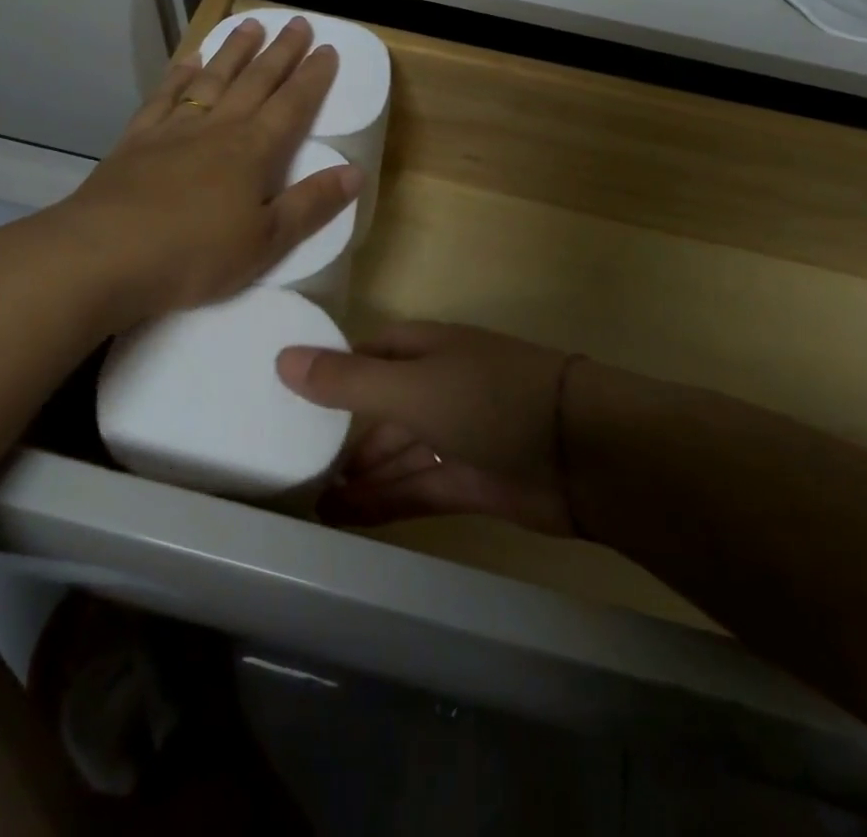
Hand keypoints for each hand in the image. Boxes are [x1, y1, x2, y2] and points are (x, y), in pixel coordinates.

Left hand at [38, 17, 360, 329]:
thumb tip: (355, 172)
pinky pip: (164, 97)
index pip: (292, 104)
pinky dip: (179, 76)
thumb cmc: (195, 254)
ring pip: (212, 79)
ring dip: (234, 51)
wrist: (104, 255)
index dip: (313, 77)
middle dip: (280, 51)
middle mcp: (217, 128)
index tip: (328, 49)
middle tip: (298, 22)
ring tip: (250, 25)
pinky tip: (187, 62)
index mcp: (253, 151)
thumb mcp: (266, 242)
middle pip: (255, 81)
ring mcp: (174, 129)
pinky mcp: (137, 140)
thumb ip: (311, 204)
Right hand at [276, 322, 576, 535]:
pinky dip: (385, 500)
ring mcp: (458, 435)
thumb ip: (348, 381)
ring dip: (361, 473)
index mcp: (429, 349)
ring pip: (398, 452)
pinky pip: (418, 487)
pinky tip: (346, 517)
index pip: (371, 353)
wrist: (584, 452)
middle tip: (293, 461)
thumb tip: (282, 358)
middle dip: (343, 432)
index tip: (288, 395)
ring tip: (310, 500)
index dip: (334, 370)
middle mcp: (441, 386)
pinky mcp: (473, 481)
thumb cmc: (491, 400)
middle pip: (383, 406)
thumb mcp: (412, 386)